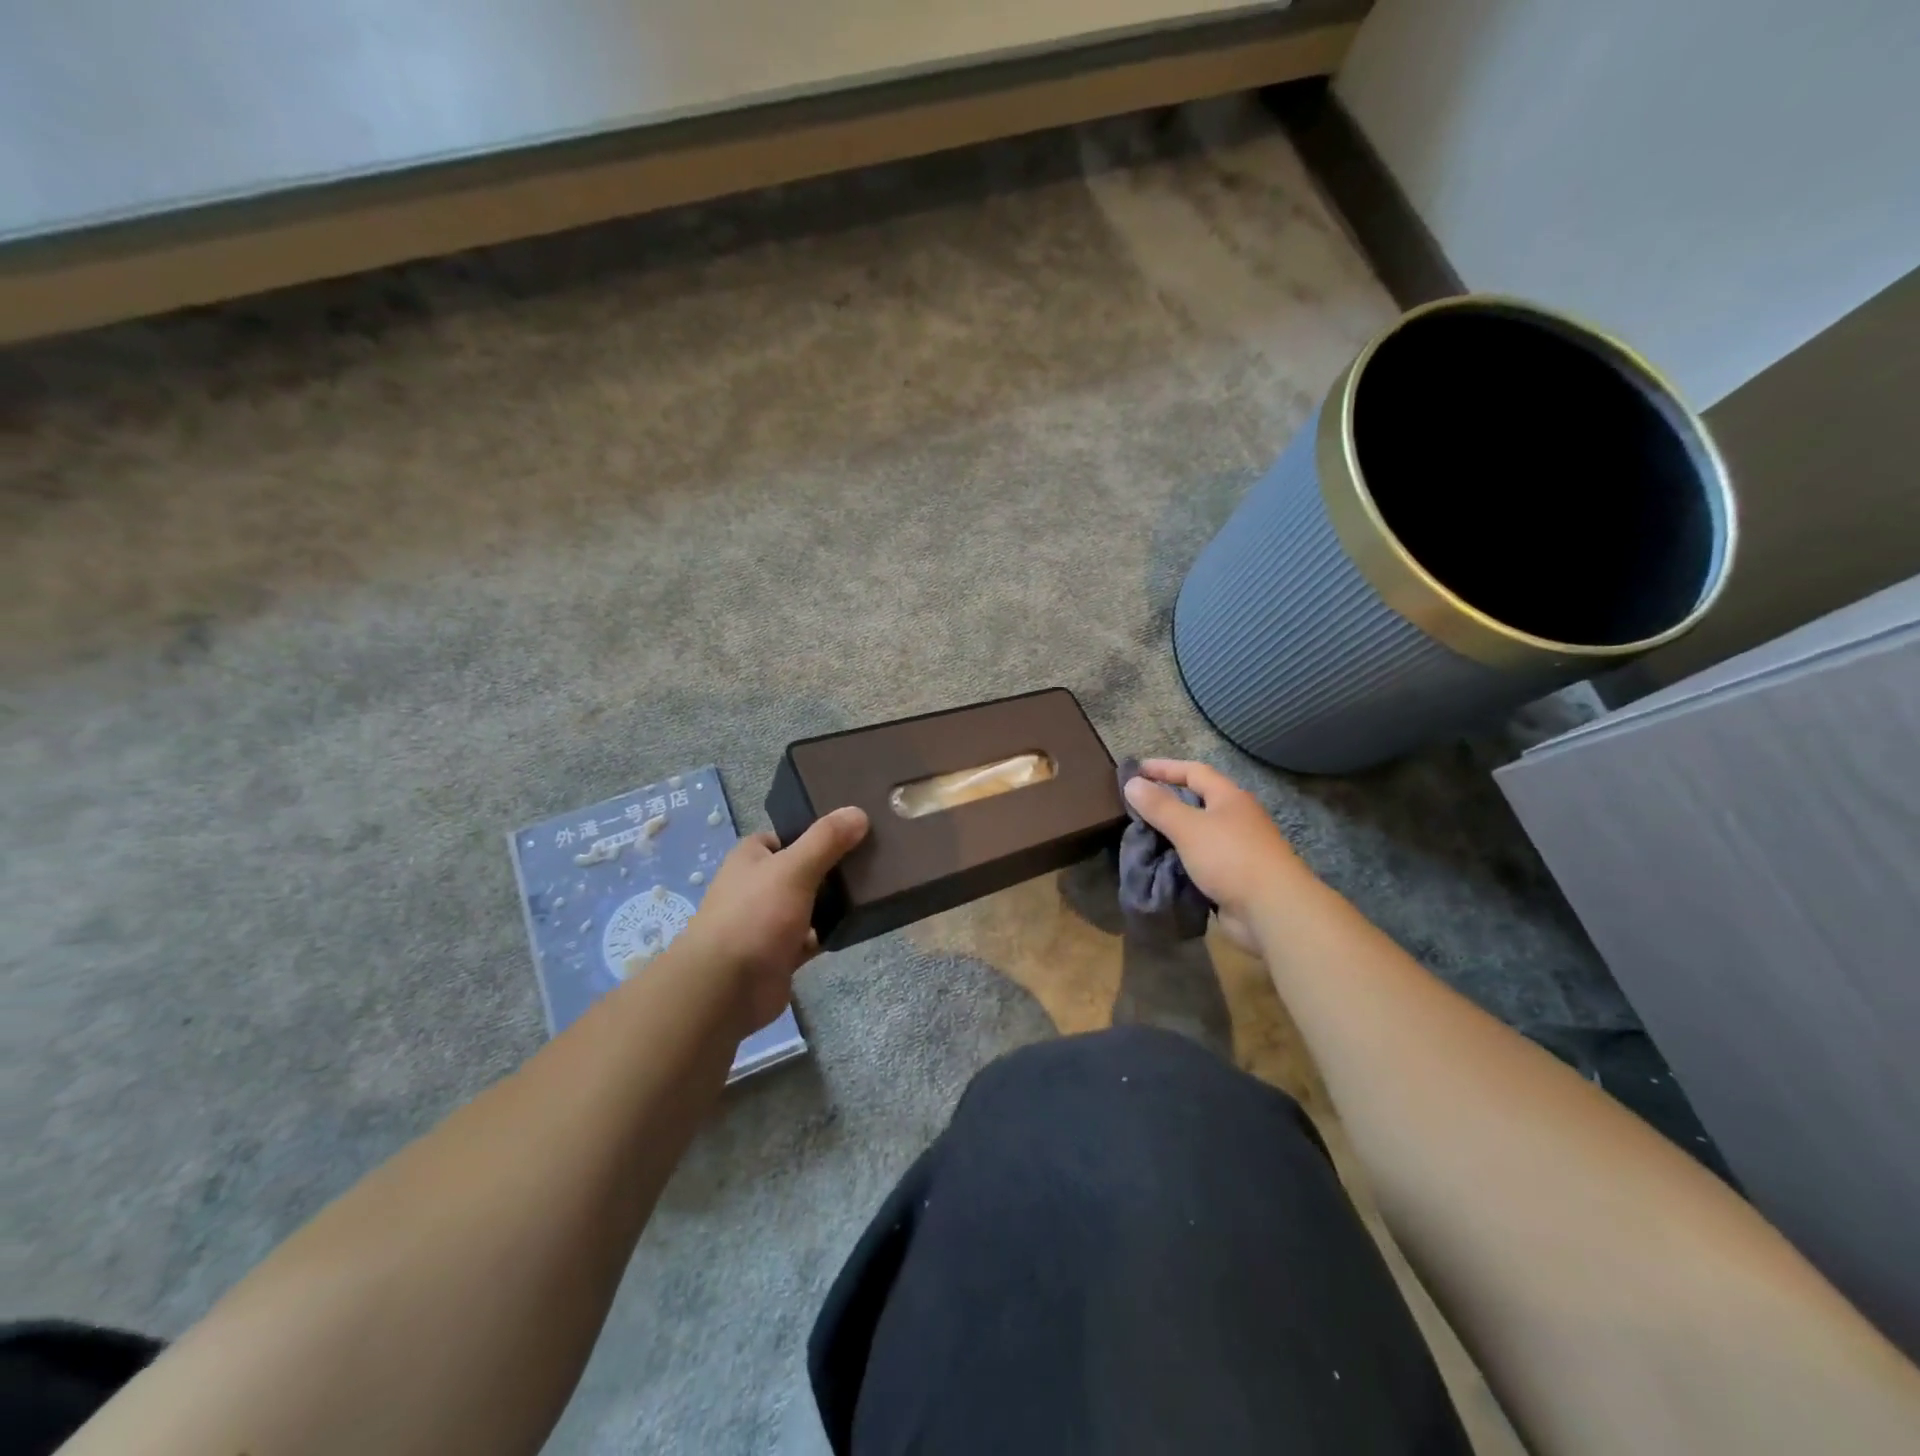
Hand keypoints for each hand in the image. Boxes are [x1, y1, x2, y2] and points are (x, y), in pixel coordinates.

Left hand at [672, 806, 869, 1036]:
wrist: (726, 988)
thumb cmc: (755, 915)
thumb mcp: (794, 868)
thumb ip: (826, 840)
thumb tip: (858, 812)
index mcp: (751, 858)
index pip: (786, 836)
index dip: (815, 832)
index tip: (853, 830)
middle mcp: (757, 886)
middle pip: (802, 868)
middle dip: (832, 866)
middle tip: (874, 859)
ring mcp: (769, 922)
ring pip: (809, 903)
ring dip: (834, 901)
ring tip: (875, 889)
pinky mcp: (781, 953)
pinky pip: (813, 936)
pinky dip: (831, 932)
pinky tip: (859, 924)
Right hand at [1122, 759, 1303, 952]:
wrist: (1272, 910)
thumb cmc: (1230, 857)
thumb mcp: (1188, 827)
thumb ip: (1159, 806)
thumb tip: (1132, 783)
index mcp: (1229, 798)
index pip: (1194, 771)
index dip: (1164, 768)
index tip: (1136, 770)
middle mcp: (1235, 818)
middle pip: (1197, 802)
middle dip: (1166, 802)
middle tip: (1134, 805)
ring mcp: (1236, 848)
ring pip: (1197, 834)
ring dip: (1171, 834)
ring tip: (1140, 836)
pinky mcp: (1233, 876)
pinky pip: (1199, 860)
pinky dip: (1180, 859)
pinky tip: (1160, 865)